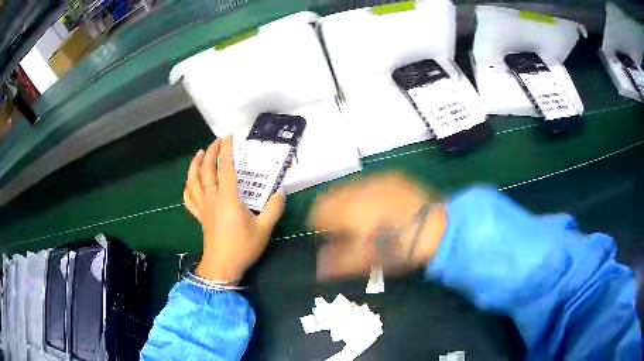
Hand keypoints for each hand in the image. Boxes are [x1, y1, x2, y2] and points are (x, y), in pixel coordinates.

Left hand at [183, 136, 284, 282]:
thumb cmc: (243, 247)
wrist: (222, 267)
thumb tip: (281, 192)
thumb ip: (274, 208)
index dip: (226, 150)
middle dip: (211, 152)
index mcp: (228, 198)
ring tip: (200, 154)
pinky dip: (187, 187)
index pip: (225, 167)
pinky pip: (188, 198)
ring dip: (195, 165)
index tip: (229, 137)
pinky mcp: (199, 217)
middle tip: (217, 141)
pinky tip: (190, 182)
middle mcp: (212, 198)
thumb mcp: (264, 229)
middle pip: (206, 170)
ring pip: (193, 181)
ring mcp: (203, 207)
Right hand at [309, 172, 446, 280]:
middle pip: (332, 197)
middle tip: (351, 232)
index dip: (320, 226)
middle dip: (335, 213)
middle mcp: (358, 187)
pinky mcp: (393, 177)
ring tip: (370, 221)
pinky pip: (370, 185)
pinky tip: (384, 210)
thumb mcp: (366, 261)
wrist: (438, 228)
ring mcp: (377, 179)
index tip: (333, 239)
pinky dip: (368, 197)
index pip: (317, 210)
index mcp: (347, 208)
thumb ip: (336, 263)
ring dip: (351, 204)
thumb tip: (318, 267)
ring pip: (350, 190)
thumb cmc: (398, 248)